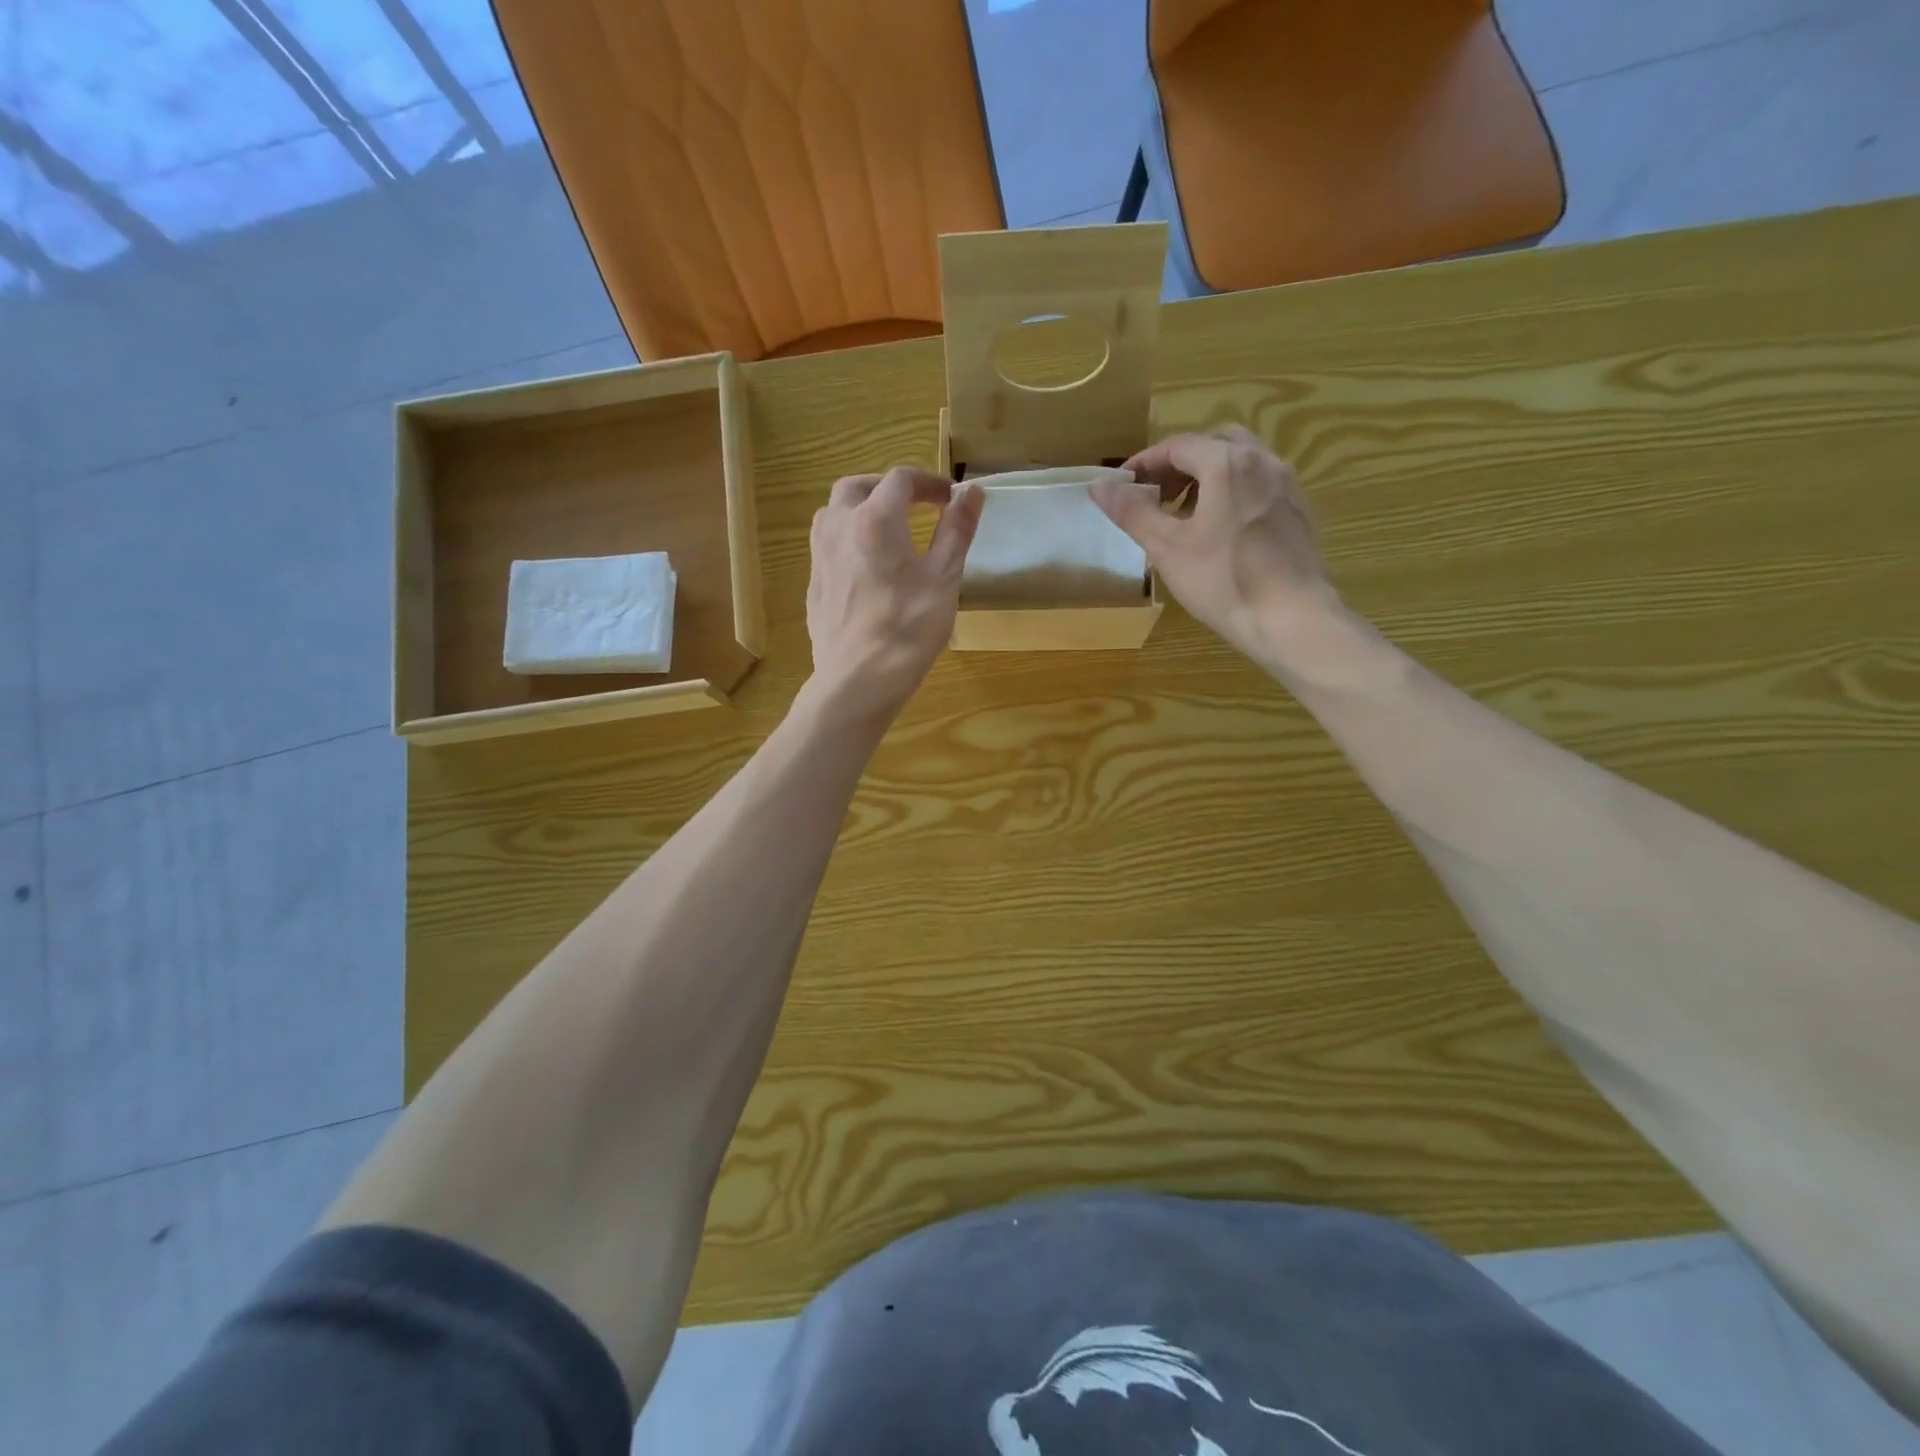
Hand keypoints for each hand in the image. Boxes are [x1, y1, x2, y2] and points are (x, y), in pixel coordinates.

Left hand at [806, 466, 982, 720]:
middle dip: (887, 487)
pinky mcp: (813, 584)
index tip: (951, 498)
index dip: (929, 482)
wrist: (859, 680)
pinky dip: (848, 539)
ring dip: (860, 509)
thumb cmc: (908, 627)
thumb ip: (956, 529)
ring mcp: (820, 557)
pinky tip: (866, 567)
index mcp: (875, 518)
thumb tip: (972, 490)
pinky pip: (828, 546)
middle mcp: (839, 527)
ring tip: (887, 530)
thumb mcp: (944, 577)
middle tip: (914, 504)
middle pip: (857, 486)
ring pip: (833, 513)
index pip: (901, 479)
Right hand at [1093, 426, 1342, 664]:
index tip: (1123, 487)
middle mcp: (1262, 461)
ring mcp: (1286, 485)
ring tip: (1184, 514)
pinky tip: (1220, 531)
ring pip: (1239, 463)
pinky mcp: (1298, 510)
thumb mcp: (1167, 548)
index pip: (1178, 446)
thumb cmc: (1223, 581)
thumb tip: (1099, 486)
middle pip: (1212, 445)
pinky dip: (1231, 493)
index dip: (1145, 463)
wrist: (1291, 619)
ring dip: (1206, 478)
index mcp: (1227, 463)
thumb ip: (1132, 512)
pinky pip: (1258, 485)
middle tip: (1156, 495)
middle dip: (1179, 465)